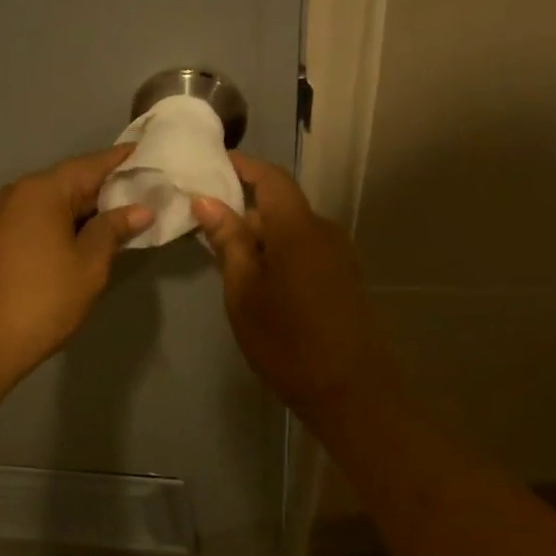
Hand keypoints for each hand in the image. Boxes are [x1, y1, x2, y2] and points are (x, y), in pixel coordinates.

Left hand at [0, 146, 153, 387]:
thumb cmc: (44, 298)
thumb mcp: (89, 264)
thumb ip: (113, 230)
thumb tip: (139, 209)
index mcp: (43, 190)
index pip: (90, 165)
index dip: (121, 160)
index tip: (148, 151)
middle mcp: (20, 193)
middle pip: (72, 181)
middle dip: (107, 186)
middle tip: (147, 188)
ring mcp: (6, 215)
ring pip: (57, 202)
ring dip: (88, 207)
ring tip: (127, 212)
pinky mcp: (1, 238)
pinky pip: (42, 218)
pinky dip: (68, 222)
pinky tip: (92, 233)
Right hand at [191, 153, 402, 434]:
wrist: (351, 391)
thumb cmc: (286, 341)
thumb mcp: (243, 292)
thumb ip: (227, 242)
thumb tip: (206, 201)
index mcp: (297, 227)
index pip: (271, 178)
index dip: (243, 166)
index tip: (212, 165)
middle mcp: (323, 230)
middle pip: (279, 205)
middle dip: (243, 211)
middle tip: (205, 231)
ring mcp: (339, 254)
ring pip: (291, 230)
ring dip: (260, 237)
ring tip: (227, 264)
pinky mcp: (344, 276)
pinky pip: (305, 250)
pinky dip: (278, 254)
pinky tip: (259, 284)